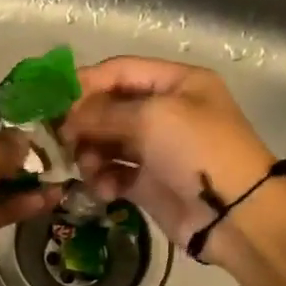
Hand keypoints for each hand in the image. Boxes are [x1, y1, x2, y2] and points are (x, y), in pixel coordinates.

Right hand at [60, 58, 278, 251]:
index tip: (53, 103)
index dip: (86, 84)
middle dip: (85, 124)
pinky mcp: (149, 183)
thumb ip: (104, 113)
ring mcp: (157, 149)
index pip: (120, 71)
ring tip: (89, 170)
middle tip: (62, 142)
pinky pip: (115, 174)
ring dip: (92, 155)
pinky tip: (106, 191)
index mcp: (176, 83)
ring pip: (108, 143)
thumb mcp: (152, 118)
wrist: (232, 213)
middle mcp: (166, 111)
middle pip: (110, 108)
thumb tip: (67, 120)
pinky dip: (105, 180)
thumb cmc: (197, 151)